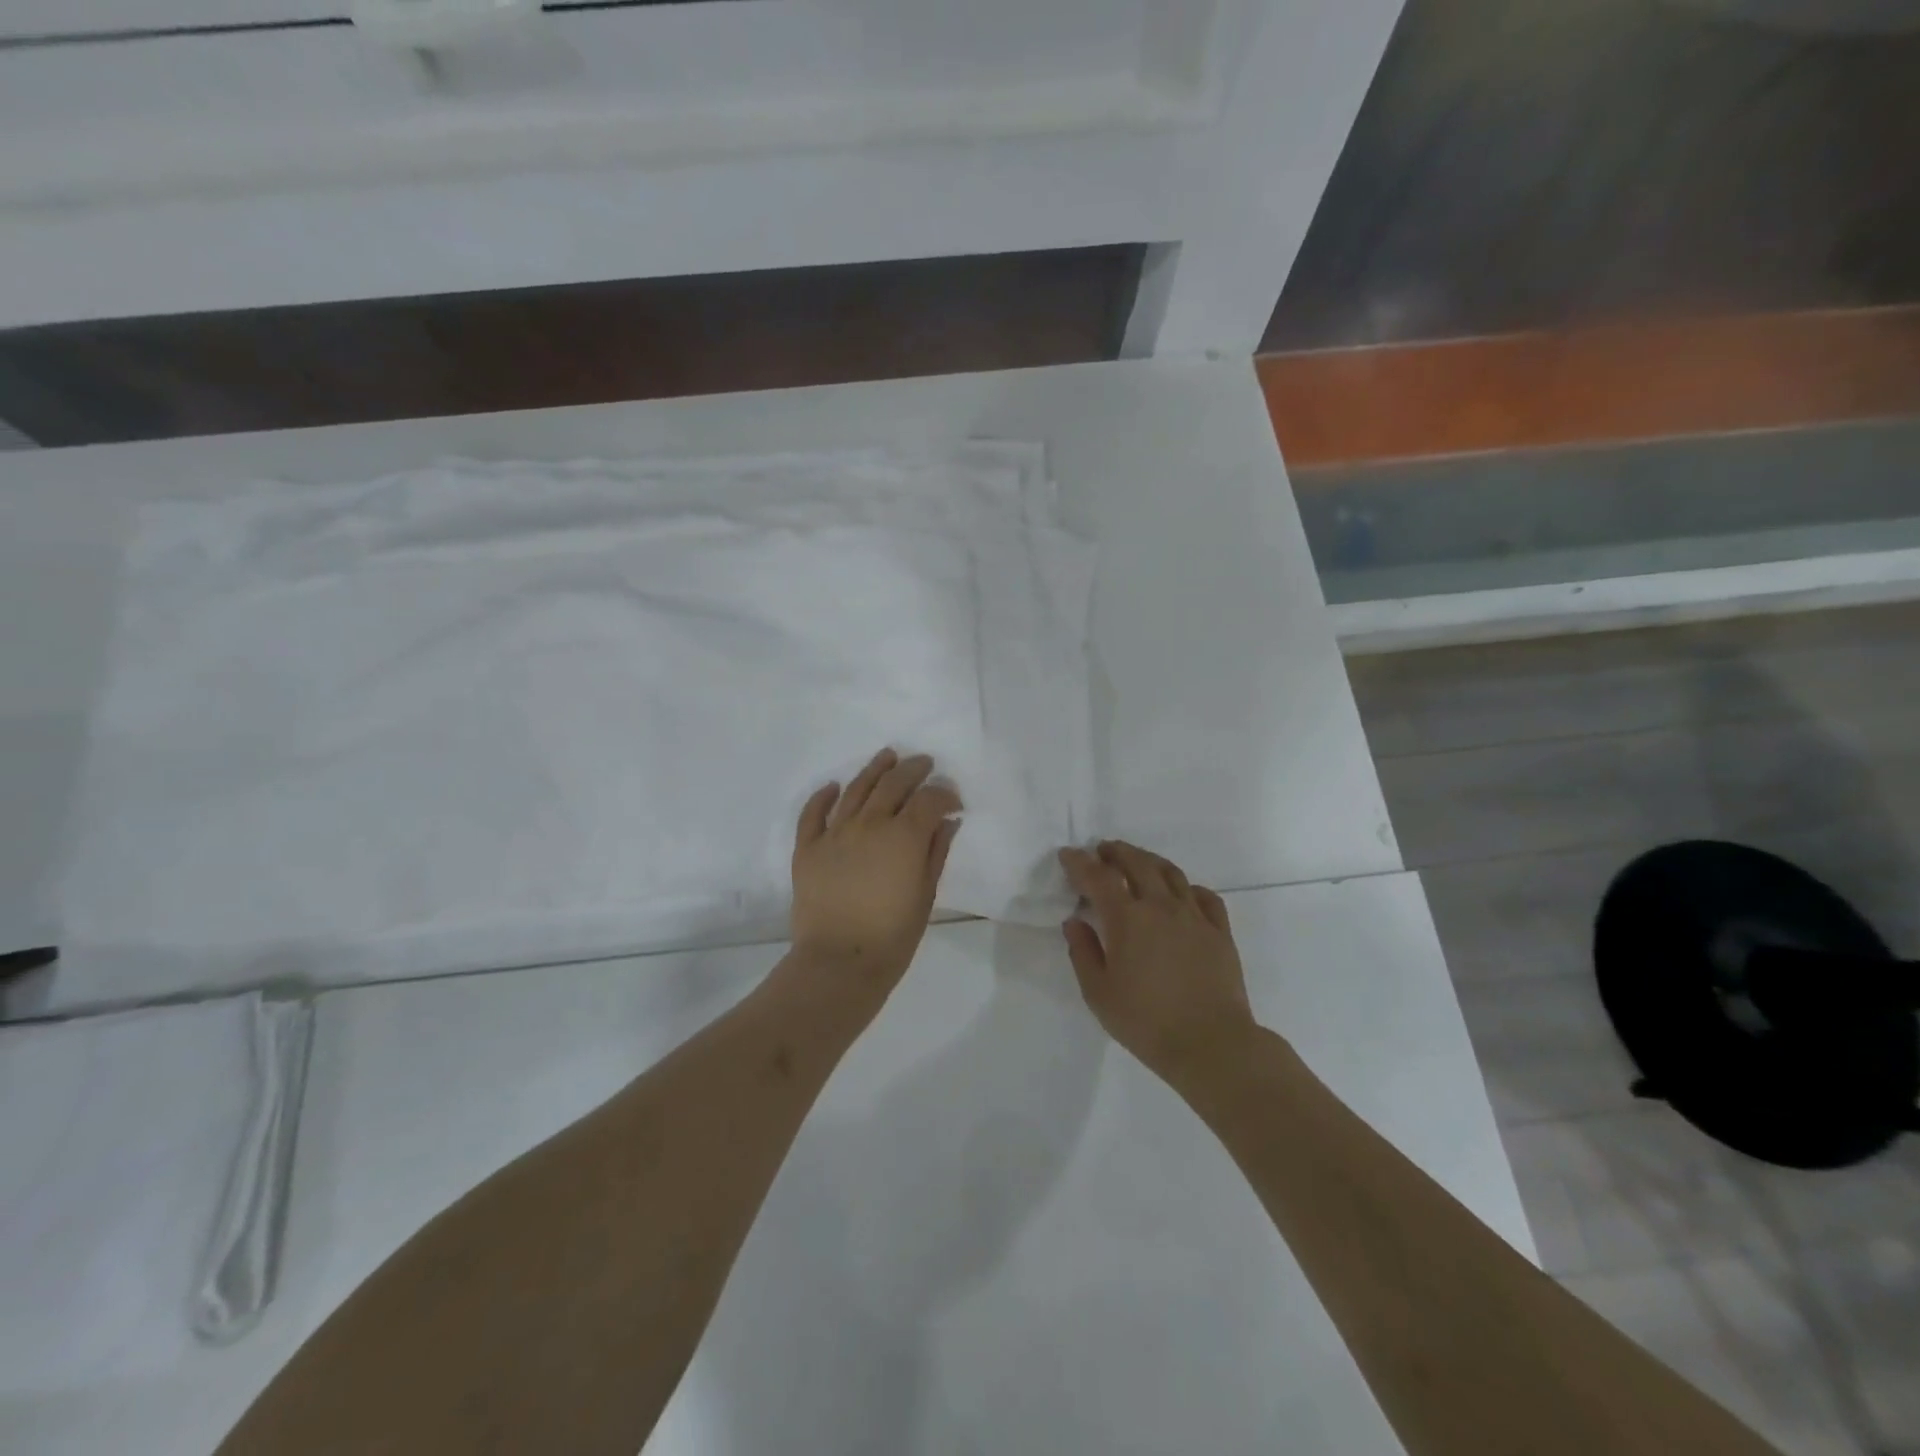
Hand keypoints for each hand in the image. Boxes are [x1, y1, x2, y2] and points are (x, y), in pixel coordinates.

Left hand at [788, 748, 961, 994]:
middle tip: (924, 763)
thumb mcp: (926, 895)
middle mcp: (869, 824)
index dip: (944, 793)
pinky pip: (813, 813)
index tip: (953, 800)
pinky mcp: (807, 848)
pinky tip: (833, 787)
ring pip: (856, 789)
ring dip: (874, 770)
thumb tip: (948, 821)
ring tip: (887, 757)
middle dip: (913, 770)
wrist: (839, 962)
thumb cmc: (893, 935)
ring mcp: (834, 833)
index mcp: (904, 836)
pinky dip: (823, 796)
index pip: (928, 799)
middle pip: (893, 784)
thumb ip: (937, 852)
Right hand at [1058, 841, 1257, 1084]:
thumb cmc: (1146, 1022)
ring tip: (1137, 861)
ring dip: (1148, 860)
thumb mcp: (1098, 993)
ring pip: (1171, 872)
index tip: (1068, 855)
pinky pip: (1204, 896)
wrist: (1212, 1044)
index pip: (1098, 877)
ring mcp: (1194, 916)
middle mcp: (1161, 906)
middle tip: (1102, 851)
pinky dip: (1187, 887)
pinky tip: (1181, 893)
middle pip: (1137, 863)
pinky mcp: (1220, 931)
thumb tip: (1075, 921)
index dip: (1080, 862)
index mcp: (1127, 919)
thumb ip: (1083, 952)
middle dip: (1115, 852)